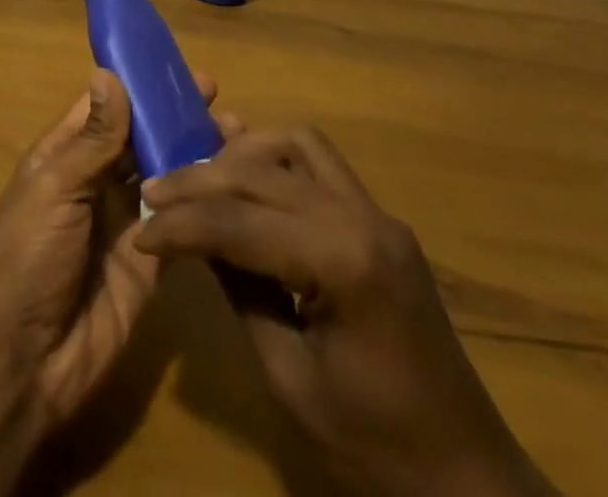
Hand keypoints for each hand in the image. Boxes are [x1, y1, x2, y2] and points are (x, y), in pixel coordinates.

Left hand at [0, 67, 219, 435]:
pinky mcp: (151, 260)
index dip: (136, 84)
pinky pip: (180, 220)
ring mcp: (125, 220)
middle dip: (173, 114)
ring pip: (165, 173)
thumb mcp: (54, 190)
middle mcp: (97, 180)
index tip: (174, 63)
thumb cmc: (27, 259)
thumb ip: (91, 139)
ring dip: (195, 151)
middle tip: (216, 92)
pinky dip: (203, 199)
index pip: (105, 106)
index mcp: (65, 155)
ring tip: (237, 128)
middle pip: (140, 137)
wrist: (26, 364)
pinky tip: (235, 181)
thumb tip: (108, 72)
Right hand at [135, 125, 553, 496]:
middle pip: (262, 171)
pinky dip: (277, 159)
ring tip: (202, 177)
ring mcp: (377, 211)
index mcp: (342, 262)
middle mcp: (362, 216)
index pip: (239, 221)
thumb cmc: (375, 444)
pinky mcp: (380, 218)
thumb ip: (240, 292)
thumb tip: (191, 238)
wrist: (467, 475)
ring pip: (296, 143)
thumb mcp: (289, 378)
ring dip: (242, 152)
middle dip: (200, 180)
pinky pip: (320, 163)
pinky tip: (250, 179)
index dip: (181, 223)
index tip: (140, 230)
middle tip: (156, 194)